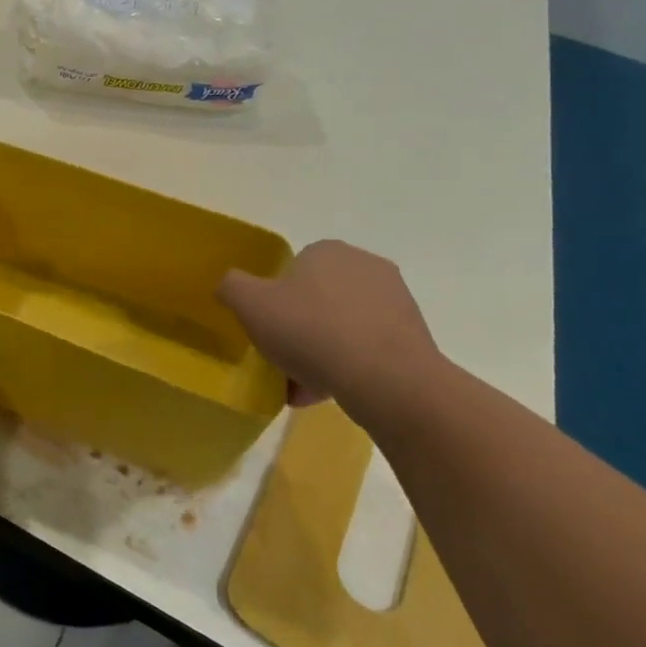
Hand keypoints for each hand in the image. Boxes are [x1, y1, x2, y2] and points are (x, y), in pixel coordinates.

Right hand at [217, 241, 443, 425]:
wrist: (388, 380)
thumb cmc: (311, 331)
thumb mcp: (249, 304)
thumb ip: (232, 286)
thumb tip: (230, 285)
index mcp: (327, 251)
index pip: (293, 270)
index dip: (274, 301)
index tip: (267, 330)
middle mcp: (366, 266)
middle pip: (318, 301)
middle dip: (299, 330)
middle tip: (282, 360)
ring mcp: (396, 303)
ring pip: (342, 328)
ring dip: (322, 354)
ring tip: (303, 389)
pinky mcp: (415, 338)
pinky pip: (368, 351)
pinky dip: (349, 369)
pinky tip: (331, 395)